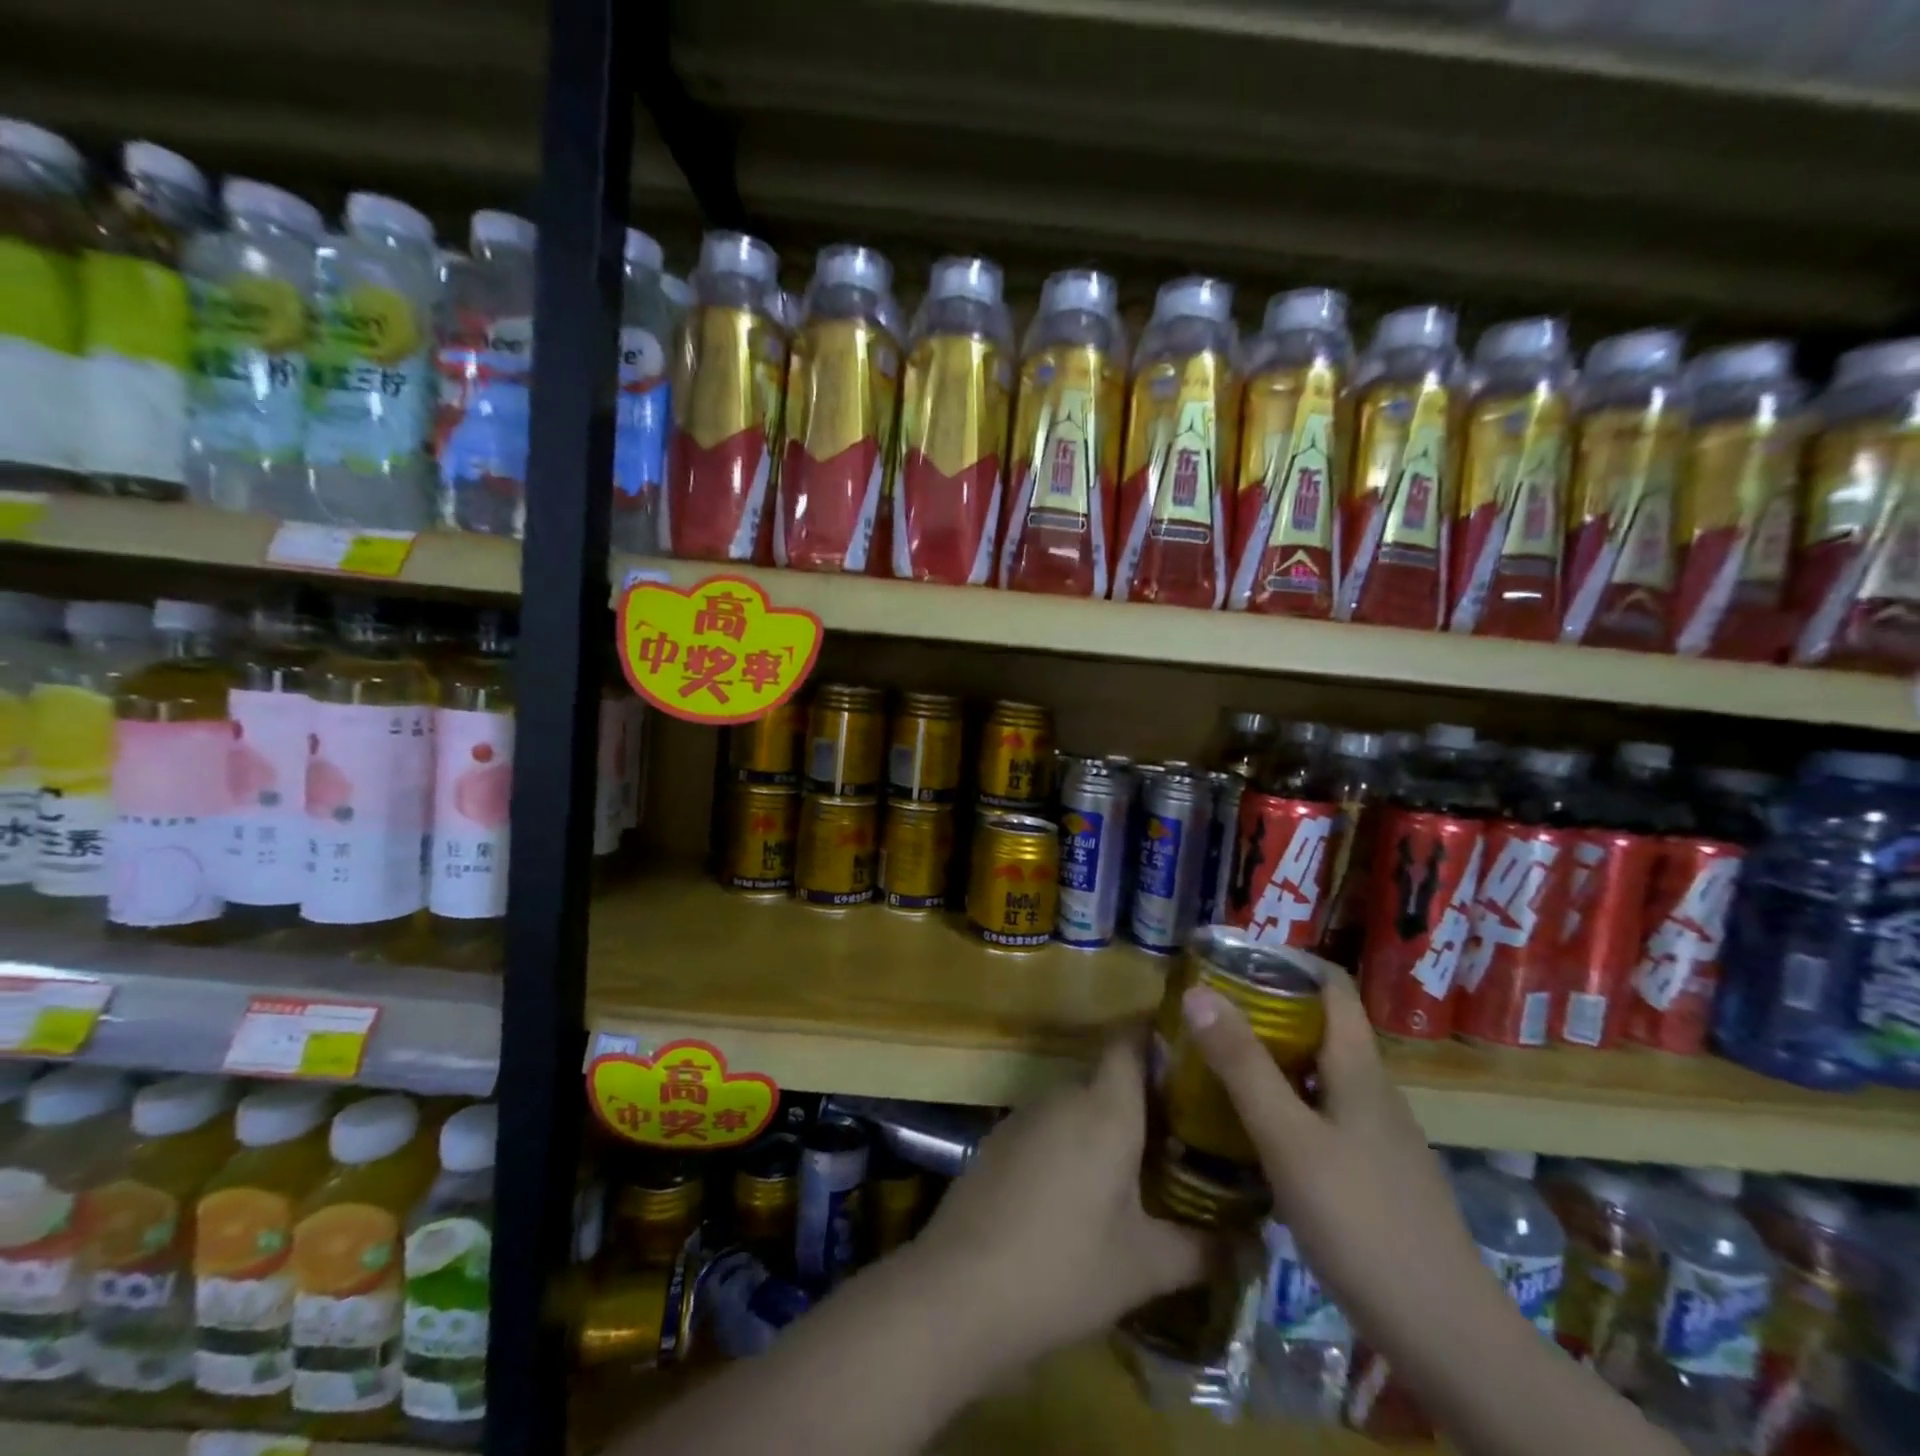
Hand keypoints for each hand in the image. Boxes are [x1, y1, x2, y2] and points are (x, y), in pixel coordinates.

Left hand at [912, 1033, 1209, 1372]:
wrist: (959, 1290)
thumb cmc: (1065, 1267)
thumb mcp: (1144, 1266)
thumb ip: (1204, 1249)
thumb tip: (1254, 1244)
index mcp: (1104, 1107)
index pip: (1131, 1038)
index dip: (1158, 1030)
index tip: (1193, 1044)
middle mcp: (1063, 1096)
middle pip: (1109, 1075)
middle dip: (1147, 1095)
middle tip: (1189, 1127)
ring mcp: (1025, 1116)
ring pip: (1079, 1104)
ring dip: (1109, 1123)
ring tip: (1148, 1163)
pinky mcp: (1000, 1141)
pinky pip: (1051, 1127)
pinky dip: (1076, 1142)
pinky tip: (1088, 1189)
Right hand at [1179, 963, 1486, 1341]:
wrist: (1448, 1337)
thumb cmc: (1363, 1222)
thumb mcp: (1288, 1138)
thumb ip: (1242, 1066)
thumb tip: (1197, 992)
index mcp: (1360, 1069)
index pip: (1332, 985)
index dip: (1287, 960)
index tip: (1233, 959)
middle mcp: (1373, 1092)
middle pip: (1321, 1026)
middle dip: (1265, 1009)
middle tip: (1207, 1011)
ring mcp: (1378, 1137)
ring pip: (1319, 1073)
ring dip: (1271, 1057)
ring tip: (1216, 1061)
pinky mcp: (1374, 1176)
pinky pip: (1322, 1114)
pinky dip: (1284, 1102)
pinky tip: (1252, 1128)